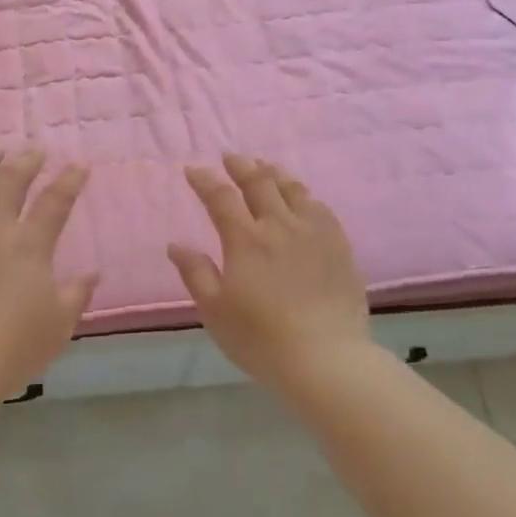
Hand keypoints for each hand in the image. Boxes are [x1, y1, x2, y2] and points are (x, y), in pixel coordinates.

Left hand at [0, 150, 98, 399]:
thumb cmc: (11, 348)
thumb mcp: (58, 326)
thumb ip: (76, 294)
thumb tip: (92, 273)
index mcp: (29, 245)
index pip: (55, 201)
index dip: (70, 180)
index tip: (79, 166)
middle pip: (10, 181)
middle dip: (26, 161)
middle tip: (33, 152)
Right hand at [168, 154, 370, 388]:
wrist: (326, 358)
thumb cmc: (260, 338)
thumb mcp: (215, 310)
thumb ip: (195, 273)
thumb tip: (176, 245)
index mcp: (245, 240)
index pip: (221, 198)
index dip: (205, 180)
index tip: (194, 170)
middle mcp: (280, 226)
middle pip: (259, 183)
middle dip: (241, 166)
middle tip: (231, 158)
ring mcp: (314, 233)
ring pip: (293, 190)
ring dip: (274, 173)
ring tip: (265, 167)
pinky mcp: (339, 247)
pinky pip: (321, 208)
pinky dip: (305, 195)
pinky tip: (303, 197)